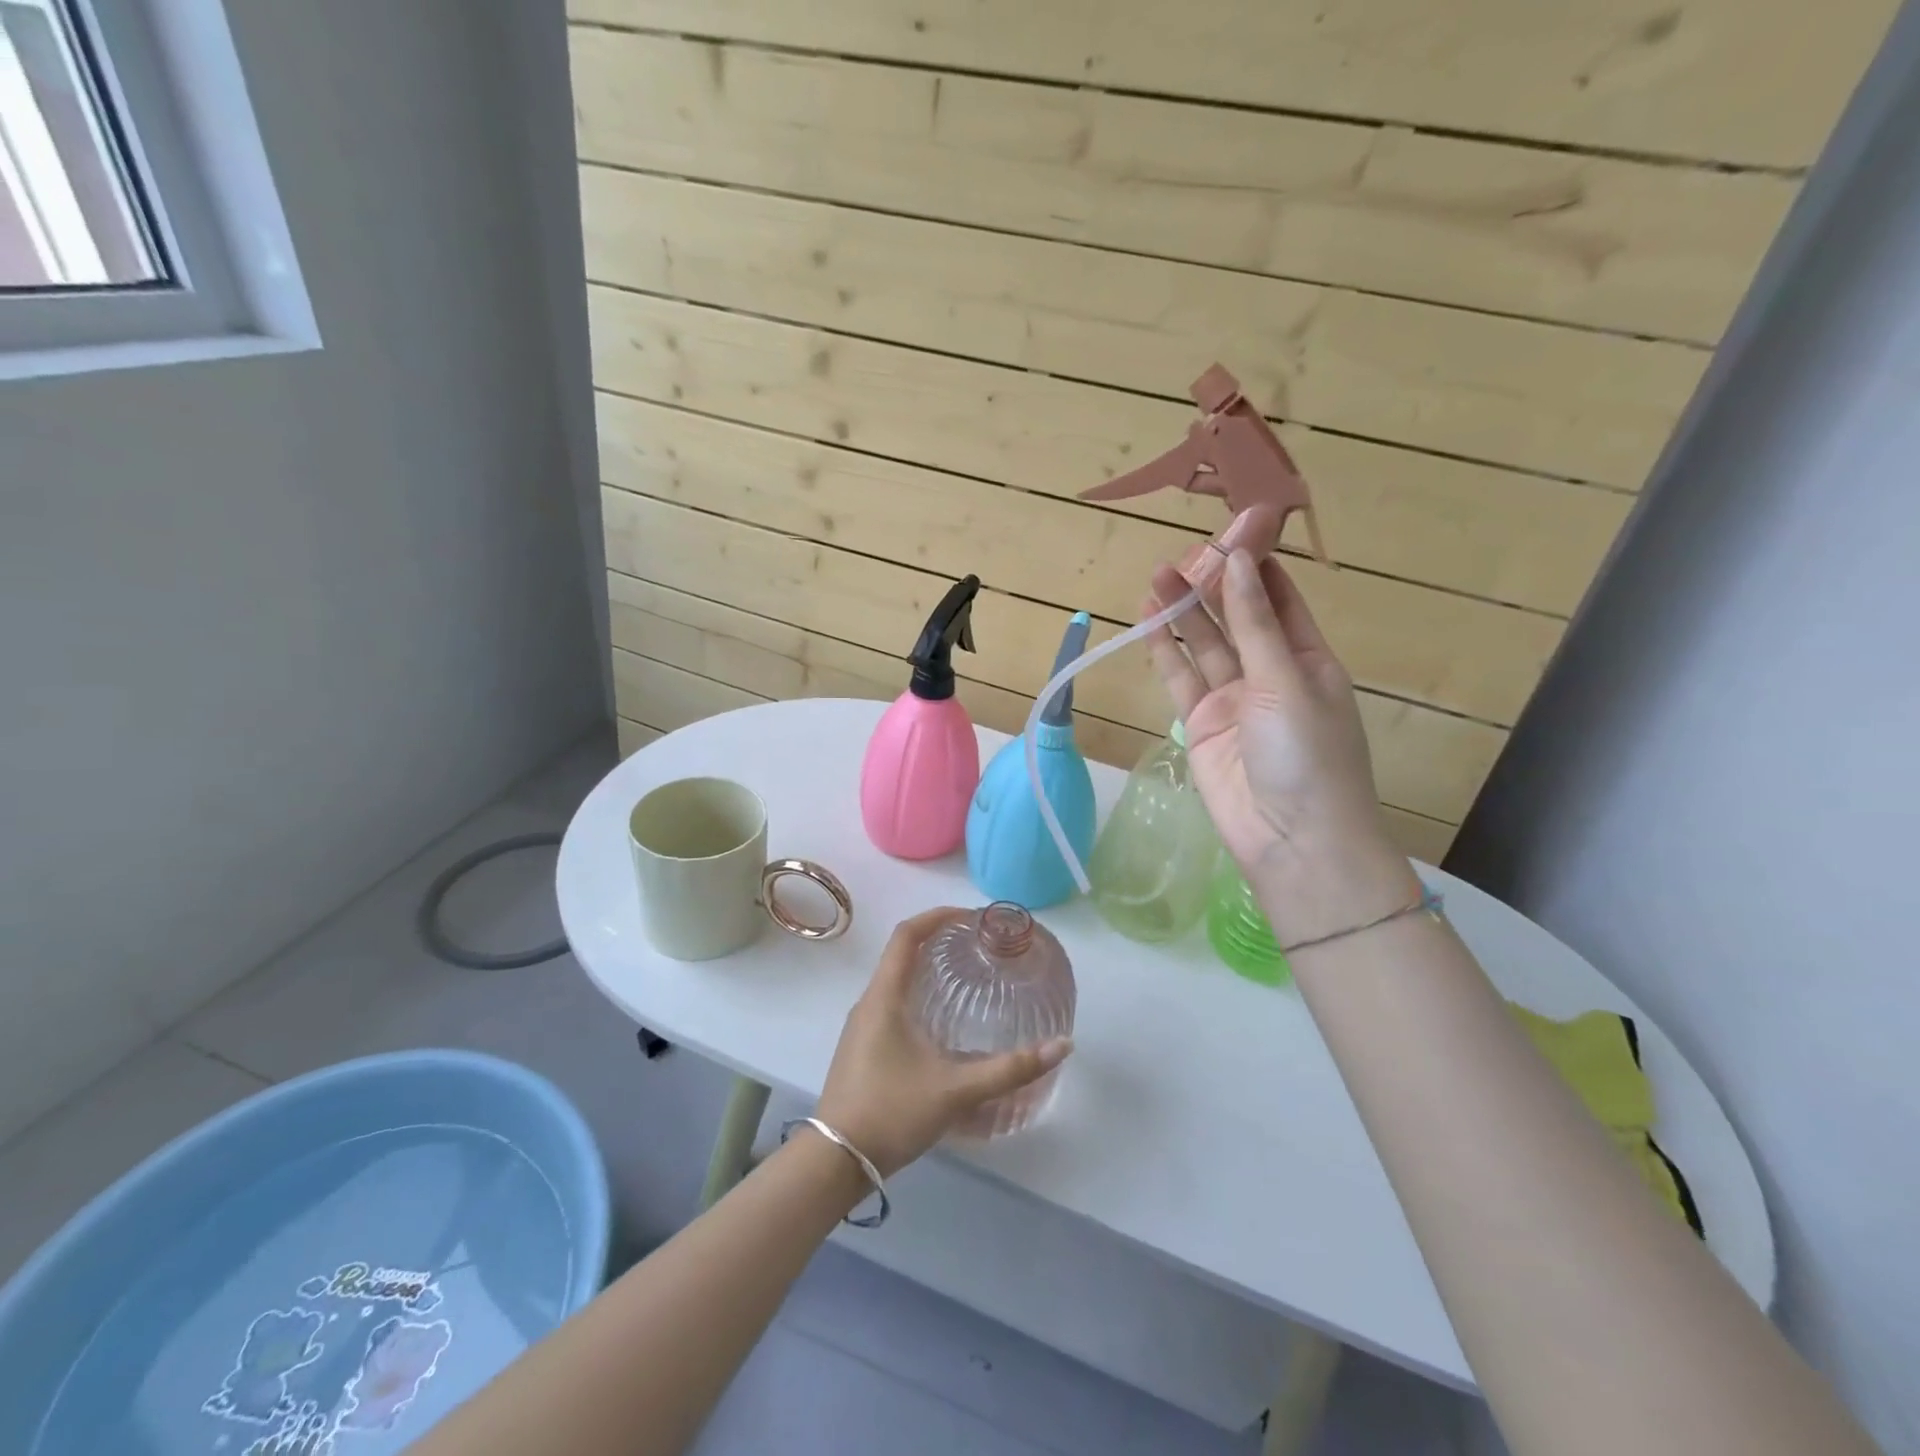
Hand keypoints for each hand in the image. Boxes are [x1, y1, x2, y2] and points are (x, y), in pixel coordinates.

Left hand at [814, 908, 1072, 1175]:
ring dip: (926, 969)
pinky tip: (941, 1022)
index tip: (970, 917)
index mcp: (884, 997)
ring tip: (964, 976)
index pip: (906, 935)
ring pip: (895, 980)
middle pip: (901, 953)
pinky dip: (918, 994)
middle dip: (937, 940)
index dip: (937, 916)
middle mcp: (869, 1003)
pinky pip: (891, 1003)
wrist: (835, 1161)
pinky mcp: (863, 1048)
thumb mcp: (956, 1090)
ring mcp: (862, 1026)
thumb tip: (1061, 1046)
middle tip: (976, 945)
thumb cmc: (891, 1112)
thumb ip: (1009, 1069)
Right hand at [1145, 551, 1420, 941]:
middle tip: (1183, 549)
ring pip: (1205, 644)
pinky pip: (1182, 677)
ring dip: (1184, 611)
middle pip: (1237, 616)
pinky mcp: (1202, 723)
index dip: (1256, 563)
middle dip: (1213, 583)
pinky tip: (1149, 618)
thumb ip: (1256, 623)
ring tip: (1157, 573)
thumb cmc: (1308, 755)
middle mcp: (1271, 673)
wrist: (1291, 839)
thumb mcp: (1287, 680)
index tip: (1231, 526)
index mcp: (1309, 658)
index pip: (1278, 598)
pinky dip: (1166, 649)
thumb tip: (1239, 560)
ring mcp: (1234, 698)